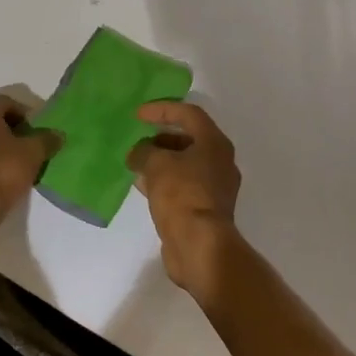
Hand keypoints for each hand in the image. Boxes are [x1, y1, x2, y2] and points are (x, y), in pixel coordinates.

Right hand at [128, 101, 241, 303]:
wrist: (199, 245)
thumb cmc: (181, 195)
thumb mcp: (156, 164)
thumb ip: (144, 151)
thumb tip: (138, 153)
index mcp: (215, 144)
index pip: (188, 114)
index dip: (162, 109)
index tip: (138, 115)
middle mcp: (220, 161)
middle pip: (189, 139)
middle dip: (161, 137)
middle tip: (138, 141)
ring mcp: (215, 187)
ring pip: (185, 164)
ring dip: (161, 161)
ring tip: (135, 163)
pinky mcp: (206, 208)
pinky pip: (183, 185)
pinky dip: (164, 180)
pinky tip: (143, 185)